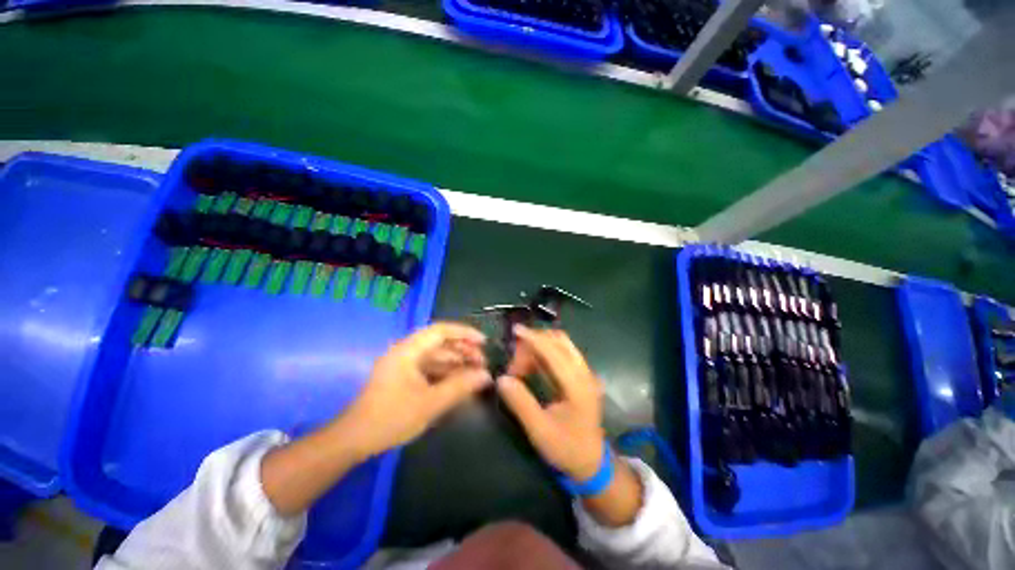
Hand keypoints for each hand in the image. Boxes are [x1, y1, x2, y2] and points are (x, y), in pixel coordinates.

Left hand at [342, 322, 491, 456]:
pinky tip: (460, 383)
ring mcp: (404, 365)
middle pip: (440, 343)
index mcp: (408, 350)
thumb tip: (486, 375)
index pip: (441, 330)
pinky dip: (446, 373)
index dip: (465, 333)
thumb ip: (460, 386)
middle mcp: (406, 351)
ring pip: (436, 356)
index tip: (484, 342)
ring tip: (476, 373)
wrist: (355, 440)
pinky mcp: (404, 377)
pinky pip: (430, 369)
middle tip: (483, 363)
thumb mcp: (430, 403)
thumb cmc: (391, 418)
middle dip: (463, 350)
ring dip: (456, 363)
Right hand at [496, 325, 605, 480]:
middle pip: (560, 341)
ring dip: (540, 346)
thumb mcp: (540, 431)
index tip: (515, 331)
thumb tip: (502, 379)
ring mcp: (585, 373)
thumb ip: (521, 403)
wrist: (592, 462)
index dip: (534, 338)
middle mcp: (585, 373)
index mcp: (578, 386)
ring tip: (521, 365)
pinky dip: (545, 353)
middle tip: (514, 363)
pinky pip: (562, 353)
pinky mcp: (581, 375)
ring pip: (562, 344)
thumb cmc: (567, 449)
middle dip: (535, 343)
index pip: (554, 352)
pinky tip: (532, 365)